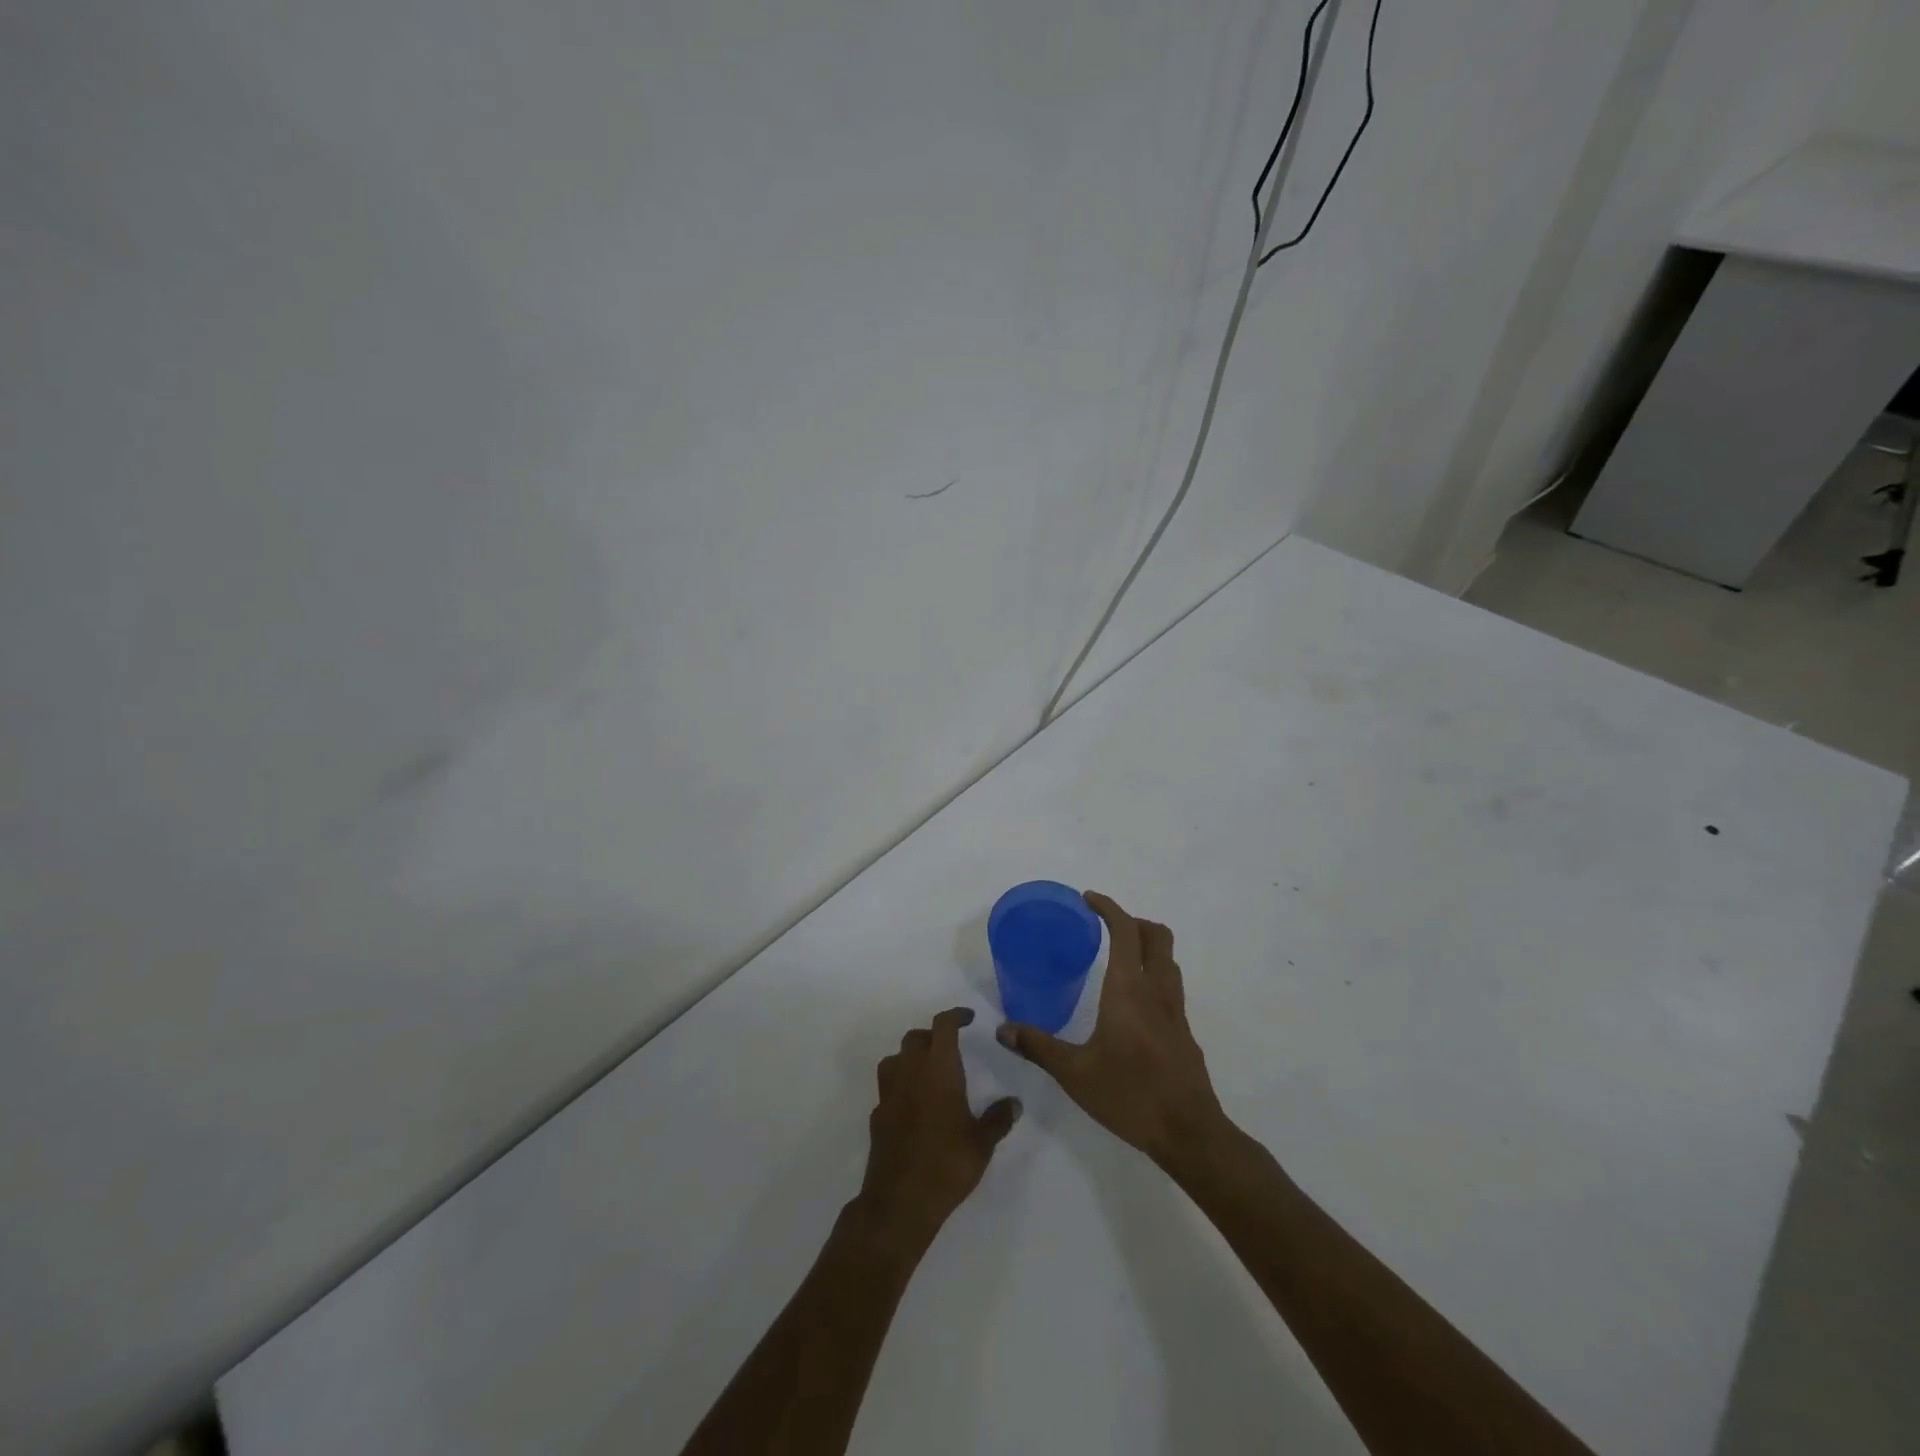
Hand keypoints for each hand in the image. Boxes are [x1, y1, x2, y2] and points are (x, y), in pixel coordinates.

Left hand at [857, 1008, 1020, 1252]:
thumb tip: (1014, 1103)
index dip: (955, 1016)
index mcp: (938, 1068)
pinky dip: (900, 1087)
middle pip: (915, 1038)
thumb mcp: (982, 1142)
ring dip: (910, 1058)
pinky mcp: (877, 1115)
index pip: (943, 1025)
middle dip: (932, 1036)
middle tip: (950, 1048)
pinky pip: (888, 1088)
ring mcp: (889, 1092)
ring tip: (928, 1073)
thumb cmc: (948, 1163)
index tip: (968, 1018)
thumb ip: (998, 1118)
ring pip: (895, 1059)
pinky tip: (913, 1106)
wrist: (900, 1200)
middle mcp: (910, 1071)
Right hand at [997, 892, 1226, 1167]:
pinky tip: (1133, 1001)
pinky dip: (1154, 973)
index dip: (1109, 908)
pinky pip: (1171, 984)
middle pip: (1156, 935)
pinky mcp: (1184, 1031)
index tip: (1088, 900)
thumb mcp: (1074, 1073)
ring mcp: (1176, 1010)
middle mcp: (1156, 990)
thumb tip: (1003, 1029)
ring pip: (1168, 958)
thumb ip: (1038, 1047)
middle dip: (1132, 921)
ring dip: (1147, 945)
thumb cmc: (1129, 1095)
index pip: (1125, 931)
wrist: (1188, 1132)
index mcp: (1128, 990)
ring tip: (1119, 957)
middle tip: (1104, 927)